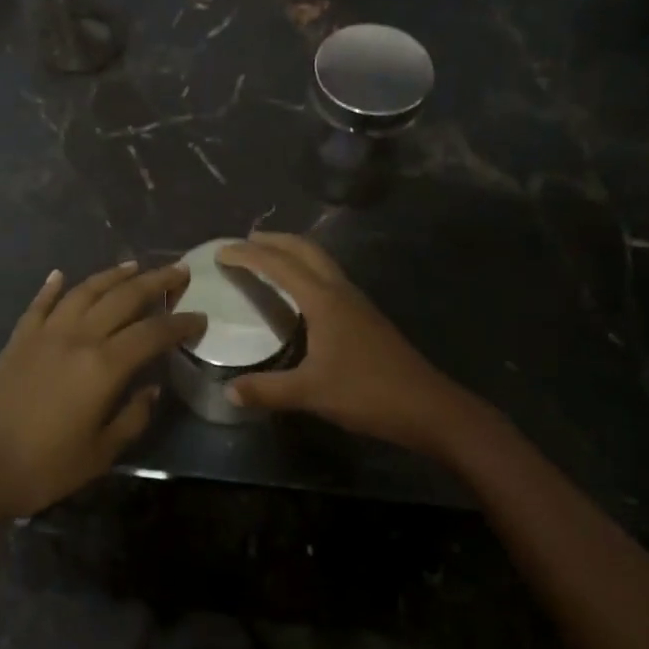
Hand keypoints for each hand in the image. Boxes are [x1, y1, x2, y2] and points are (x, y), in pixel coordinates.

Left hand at [0, 261, 205, 517]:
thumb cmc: (45, 467)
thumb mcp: (100, 452)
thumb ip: (132, 417)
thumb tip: (152, 389)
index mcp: (104, 366)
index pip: (153, 333)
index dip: (180, 323)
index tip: (199, 318)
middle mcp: (78, 337)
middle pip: (123, 298)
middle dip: (156, 282)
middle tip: (178, 271)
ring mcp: (45, 333)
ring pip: (85, 292)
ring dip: (112, 276)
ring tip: (134, 265)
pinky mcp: (19, 339)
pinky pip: (40, 304)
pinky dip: (52, 287)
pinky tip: (61, 275)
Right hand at [216, 233, 464, 456]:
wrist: (427, 407)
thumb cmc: (367, 393)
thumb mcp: (311, 393)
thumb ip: (267, 390)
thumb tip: (228, 392)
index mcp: (324, 300)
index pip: (279, 265)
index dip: (248, 255)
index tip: (221, 251)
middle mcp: (340, 291)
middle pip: (305, 250)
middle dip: (273, 240)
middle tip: (245, 242)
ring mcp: (357, 302)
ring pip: (321, 261)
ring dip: (293, 252)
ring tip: (268, 258)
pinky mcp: (366, 317)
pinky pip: (329, 278)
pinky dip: (307, 271)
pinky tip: (301, 293)